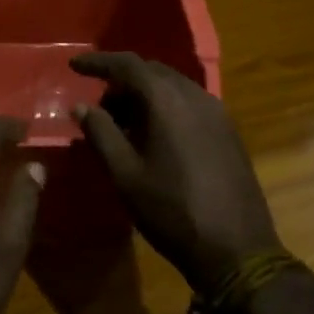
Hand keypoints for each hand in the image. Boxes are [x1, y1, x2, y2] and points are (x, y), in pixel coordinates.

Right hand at [71, 52, 280, 293]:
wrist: (239, 252)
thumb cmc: (173, 212)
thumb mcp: (126, 175)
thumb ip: (101, 134)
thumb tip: (81, 106)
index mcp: (167, 101)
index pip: (128, 64)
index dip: (98, 62)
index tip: (74, 65)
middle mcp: (195, 95)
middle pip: (152, 71)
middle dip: (121, 81)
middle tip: (98, 107)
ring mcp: (217, 112)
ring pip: (172, 86)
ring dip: (144, 95)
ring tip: (123, 125)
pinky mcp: (229, 131)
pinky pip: (190, 103)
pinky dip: (166, 107)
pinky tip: (155, 136)